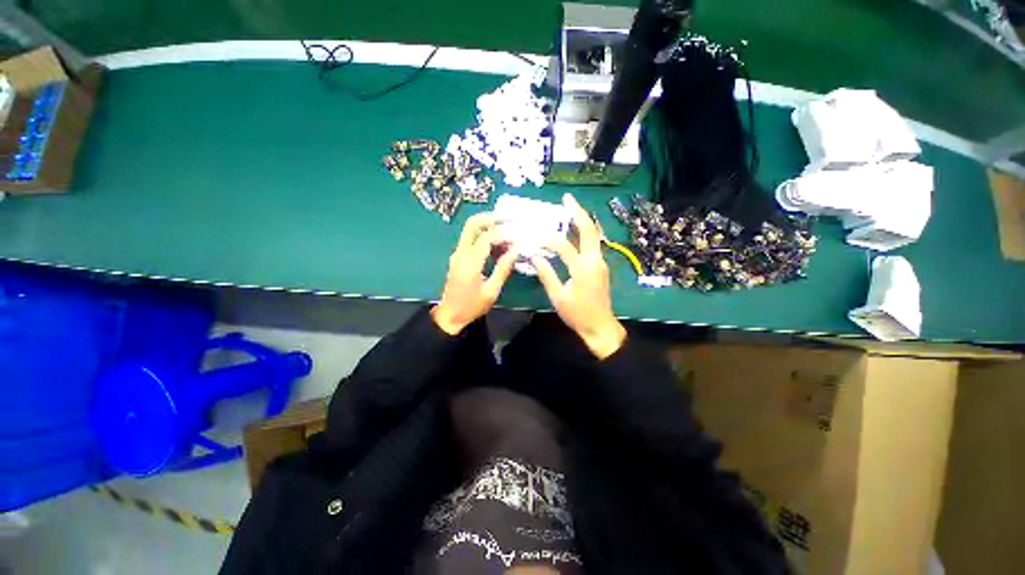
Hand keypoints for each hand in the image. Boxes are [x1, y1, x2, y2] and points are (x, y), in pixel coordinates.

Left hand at [432, 213, 517, 334]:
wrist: (450, 316)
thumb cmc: (471, 307)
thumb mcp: (491, 291)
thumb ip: (503, 269)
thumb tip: (515, 250)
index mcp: (469, 263)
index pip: (486, 238)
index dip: (504, 234)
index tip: (518, 238)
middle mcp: (460, 253)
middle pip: (473, 224)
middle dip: (492, 218)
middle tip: (510, 218)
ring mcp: (458, 254)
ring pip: (471, 230)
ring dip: (489, 226)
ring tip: (508, 233)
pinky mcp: (459, 257)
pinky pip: (472, 239)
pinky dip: (485, 236)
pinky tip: (499, 245)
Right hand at [532, 193, 626, 359]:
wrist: (600, 327)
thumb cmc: (578, 314)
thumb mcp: (558, 297)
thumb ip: (546, 274)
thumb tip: (534, 256)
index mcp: (583, 269)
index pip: (564, 246)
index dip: (547, 240)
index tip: (534, 237)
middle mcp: (595, 261)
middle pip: (589, 230)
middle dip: (578, 212)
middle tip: (567, 198)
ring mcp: (600, 262)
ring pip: (593, 235)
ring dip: (582, 221)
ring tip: (569, 208)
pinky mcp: (600, 266)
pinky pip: (592, 245)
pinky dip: (583, 234)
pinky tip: (573, 231)